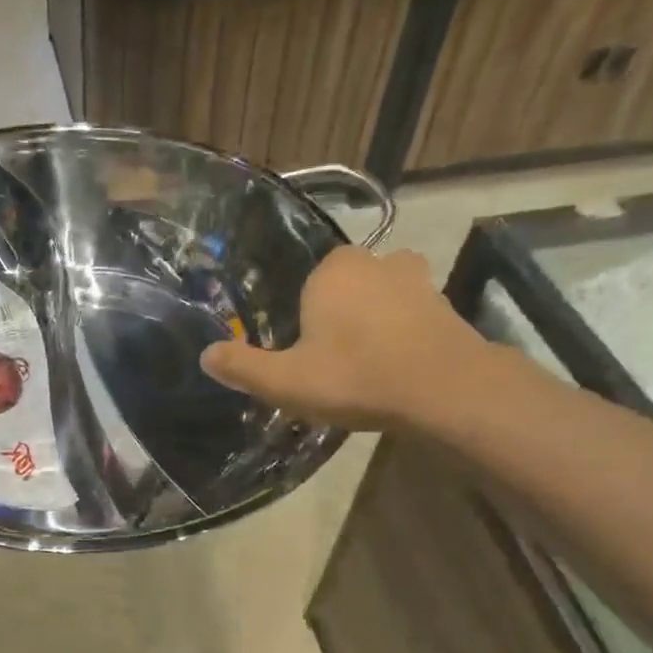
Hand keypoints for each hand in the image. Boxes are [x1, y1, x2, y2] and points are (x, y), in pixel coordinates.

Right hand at [200, 248, 494, 429]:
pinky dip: (405, 333)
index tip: (305, 350)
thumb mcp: (285, 381)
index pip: (309, 281)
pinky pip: (413, 315)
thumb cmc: (355, 376)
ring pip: (383, 296)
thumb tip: (205, 356)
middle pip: (347, 285)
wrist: (444, 390)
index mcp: (333, 271)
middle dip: (340, 313)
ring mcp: (418, 280)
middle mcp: (376, 262)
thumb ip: (242, 367)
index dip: (304, 316)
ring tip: (367, 362)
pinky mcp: (447, 305)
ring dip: (375, 320)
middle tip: (333, 358)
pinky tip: (398, 366)